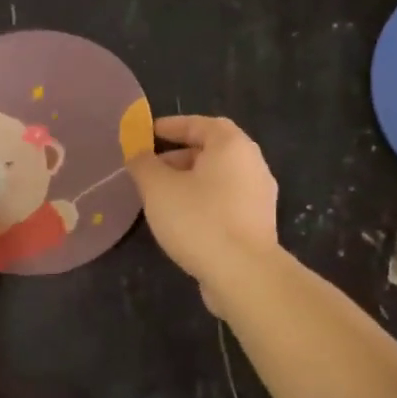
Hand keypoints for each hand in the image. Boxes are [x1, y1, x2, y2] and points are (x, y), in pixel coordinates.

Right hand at [126, 115, 278, 311]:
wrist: (243, 273)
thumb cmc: (198, 220)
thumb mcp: (158, 188)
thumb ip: (143, 164)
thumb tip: (137, 152)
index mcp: (232, 146)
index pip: (200, 124)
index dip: (172, 126)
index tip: (147, 134)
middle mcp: (252, 164)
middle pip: (212, 151)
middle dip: (178, 157)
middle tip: (150, 169)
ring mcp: (258, 196)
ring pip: (218, 179)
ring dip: (189, 182)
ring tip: (160, 197)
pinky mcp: (257, 224)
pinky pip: (225, 202)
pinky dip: (203, 202)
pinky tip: (182, 220)